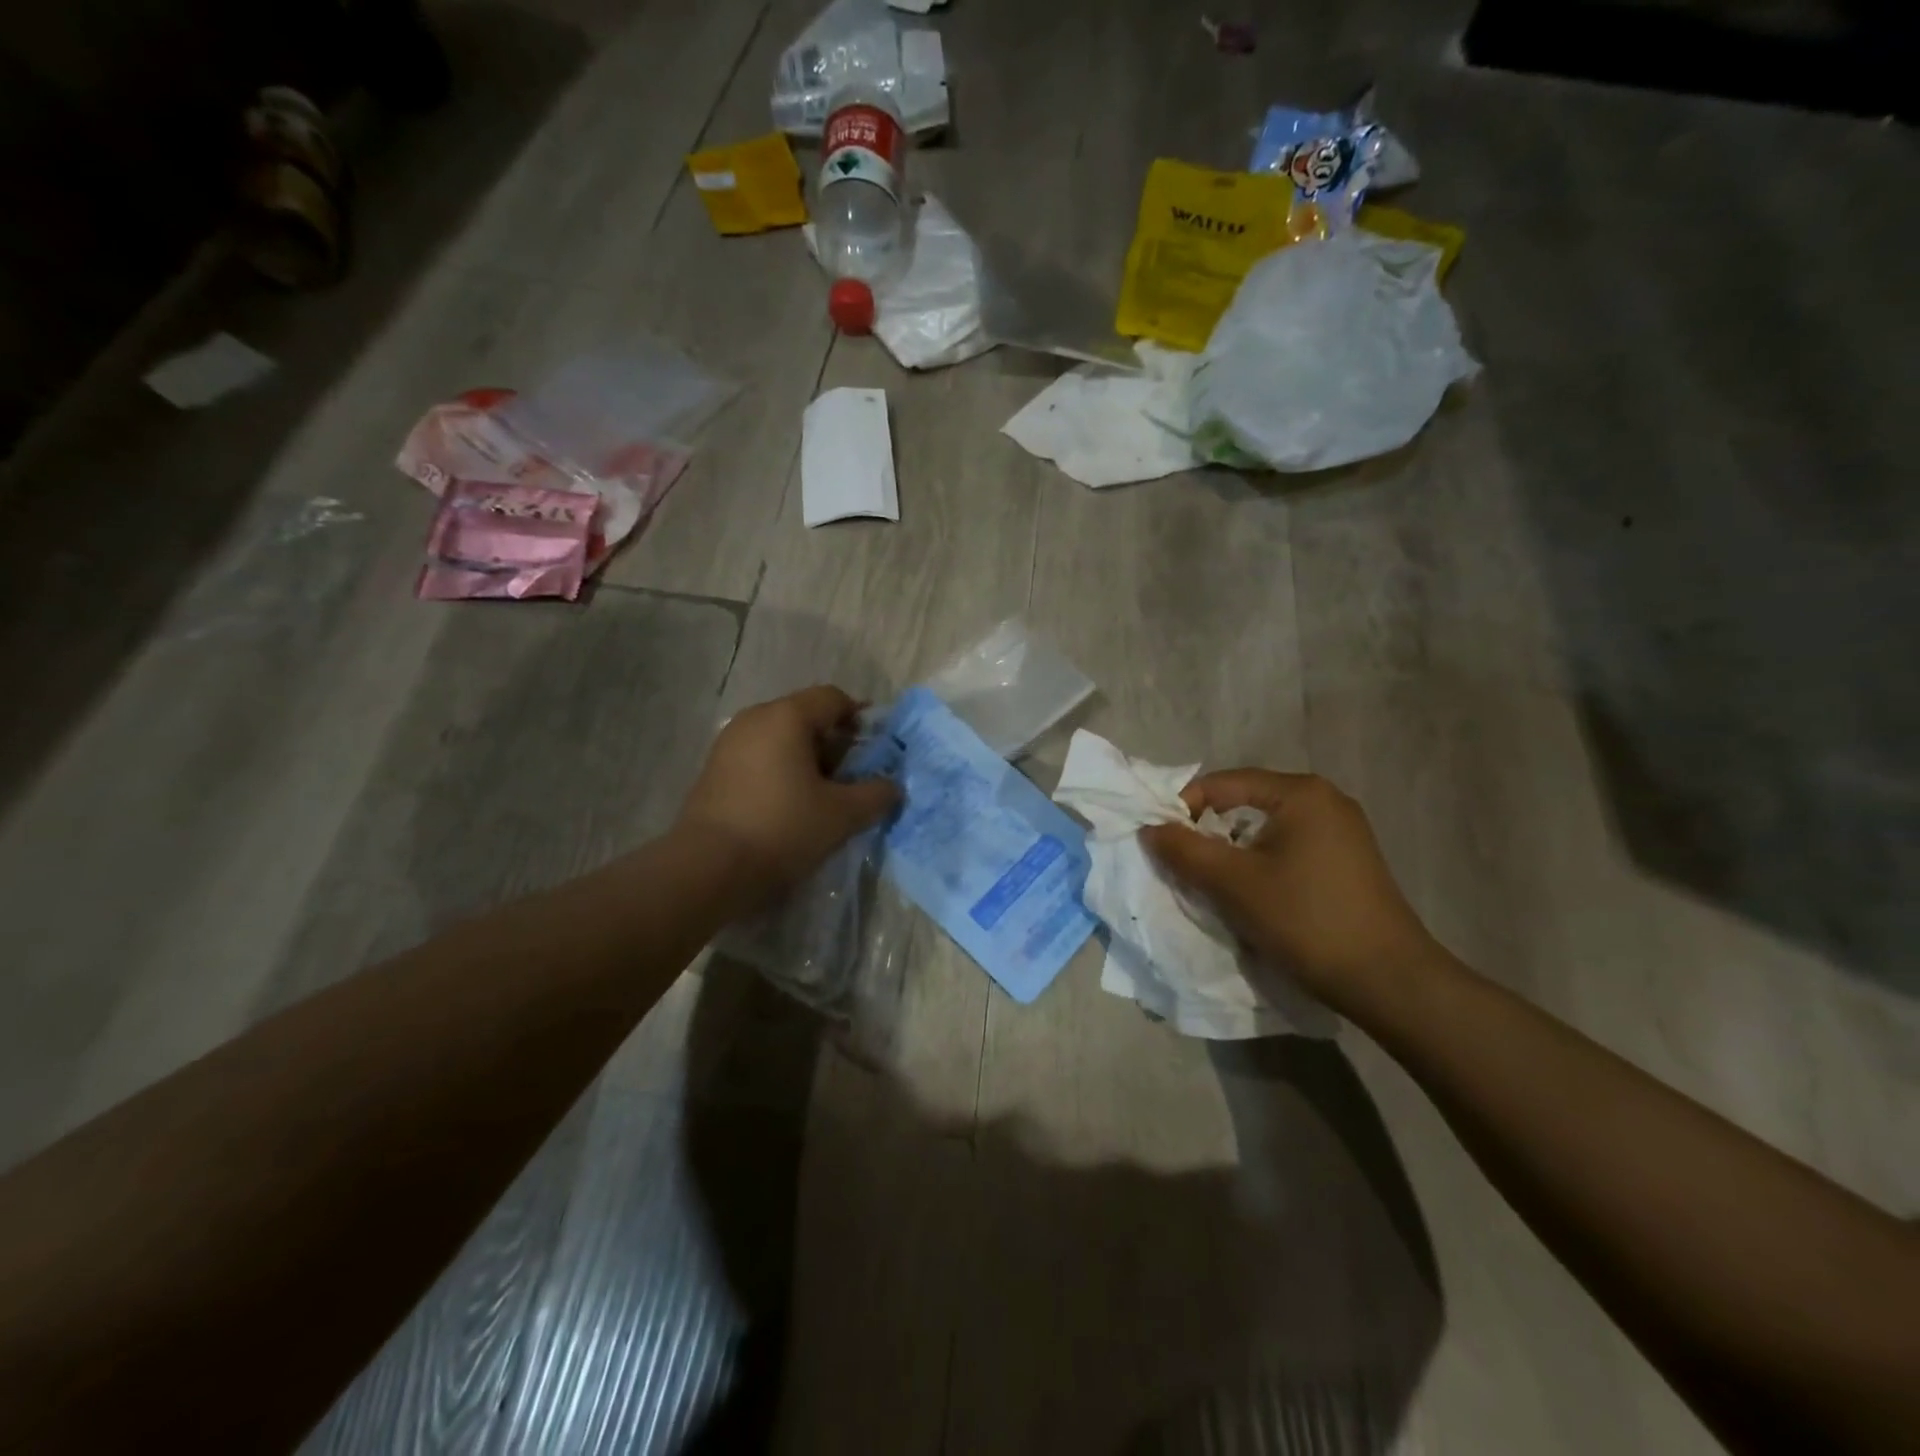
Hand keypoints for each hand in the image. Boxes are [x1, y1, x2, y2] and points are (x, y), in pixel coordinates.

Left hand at [675, 686, 899, 905]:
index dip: (860, 718)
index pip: (833, 698)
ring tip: (822, 796)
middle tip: (851, 778)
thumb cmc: (782, 828)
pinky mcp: (714, 769)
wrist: (708, 867)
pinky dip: (781, 771)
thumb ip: (876, 794)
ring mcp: (729, 743)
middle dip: (834, 743)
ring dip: (807, 760)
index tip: (875, 750)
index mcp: (786, 716)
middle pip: (806, 716)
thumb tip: (892, 786)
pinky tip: (789, 806)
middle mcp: (755, 718)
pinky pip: (759, 757)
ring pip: (781, 738)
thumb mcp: (842, 814)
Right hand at [1140, 770, 1438, 1006]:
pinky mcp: (1347, 861)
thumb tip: (1149, 828)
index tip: (1162, 843)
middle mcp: (1324, 800)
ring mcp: (1341, 831)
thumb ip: (1184, 851)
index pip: (1222, 783)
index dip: (1183, 808)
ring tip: (1212, 882)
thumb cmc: (1306, 920)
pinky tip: (1252, 893)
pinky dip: (1259, 863)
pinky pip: (1287, 848)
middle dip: (1207, 832)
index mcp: (1300, 792)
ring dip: (1232, 851)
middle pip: (1243, 803)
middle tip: (1183, 865)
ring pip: (1264, 829)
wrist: (1389, 981)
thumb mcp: (1233, 884)